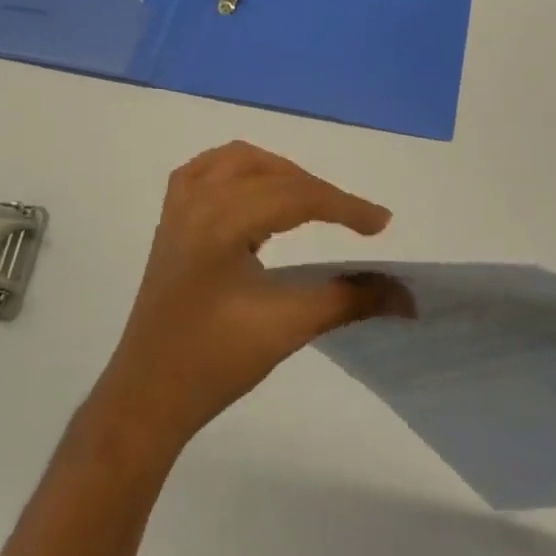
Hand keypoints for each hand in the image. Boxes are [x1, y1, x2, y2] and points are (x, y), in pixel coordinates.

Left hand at [89, 142, 409, 456]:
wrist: (148, 393)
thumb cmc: (215, 362)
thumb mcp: (287, 326)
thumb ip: (349, 300)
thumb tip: (406, 294)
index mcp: (219, 222)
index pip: (293, 195)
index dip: (343, 206)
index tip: (383, 224)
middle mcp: (195, 202)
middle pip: (267, 172)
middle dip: (313, 188)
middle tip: (350, 218)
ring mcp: (177, 208)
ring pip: (234, 161)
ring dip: (276, 172)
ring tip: (308, 200)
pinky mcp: (170, 221)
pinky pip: (205, 171)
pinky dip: (239, 172)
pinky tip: (255, 194)